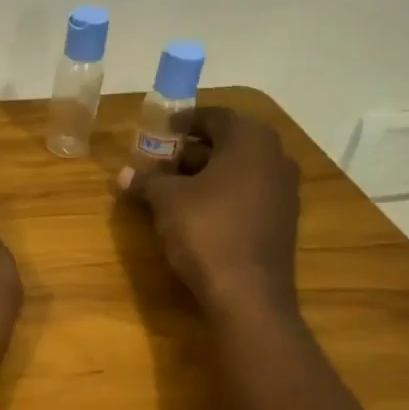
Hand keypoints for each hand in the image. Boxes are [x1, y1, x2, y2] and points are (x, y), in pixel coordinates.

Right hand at [119, 108, 301, 315]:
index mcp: (250, 140)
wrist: (248, 293)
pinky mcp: (283, 219)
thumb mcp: (166, 201)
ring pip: (240, 169)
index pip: (214, 116)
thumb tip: (124, 174)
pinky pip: (249, 192)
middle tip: (162, 161)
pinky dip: (224, 194)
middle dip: (193, 149)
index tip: (159, 132)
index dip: (183, 122)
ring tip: (174, 188)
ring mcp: (284, 189)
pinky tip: (198, 212)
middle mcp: (275, 156)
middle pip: (228, 142)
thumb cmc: (206, 231)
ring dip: (208, 173)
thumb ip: (147, 180)